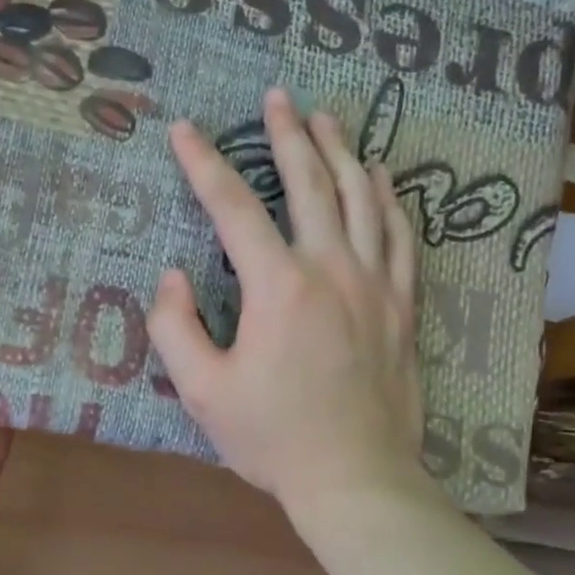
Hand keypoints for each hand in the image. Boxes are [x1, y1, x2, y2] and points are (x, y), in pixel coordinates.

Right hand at [148, 87, 434, 512]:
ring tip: (327, 118)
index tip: (184, 130)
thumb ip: (175, 327)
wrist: (355, 477)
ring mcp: (375, 283)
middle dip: (288, 134)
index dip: (203, 163)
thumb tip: (171, 276)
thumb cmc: (272, 437)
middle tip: (277, 97)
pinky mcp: (403, 304)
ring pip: (362, 197)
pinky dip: (389, 197)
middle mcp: (330, 268)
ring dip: (341, 151)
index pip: (232, 207)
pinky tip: (381, 176)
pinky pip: (401, 234)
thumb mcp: (202, 391)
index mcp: (277, 287)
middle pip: (309, 182)